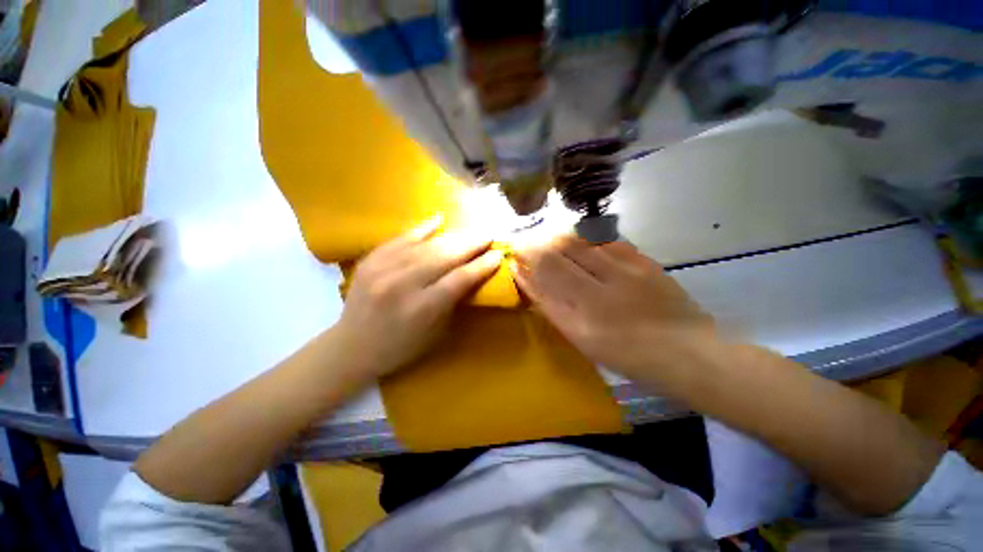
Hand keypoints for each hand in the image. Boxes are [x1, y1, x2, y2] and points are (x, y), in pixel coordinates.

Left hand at [330, 219, 502, 382]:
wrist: (351, 347)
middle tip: (488, 235)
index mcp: (421, 309)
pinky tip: (438, 220)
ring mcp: (383, 269)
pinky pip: (401, 238)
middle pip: (444, 256)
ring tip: (471, 231)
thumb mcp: (435, 333)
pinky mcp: (370, 260)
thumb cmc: (400, 347)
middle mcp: (402, 285)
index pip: (459, 279)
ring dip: (453, 237)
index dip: (481, 265)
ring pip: (426, 246)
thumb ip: (453, 302)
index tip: (498, 255)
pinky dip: (422, 228)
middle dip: (471, 244)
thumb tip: (472, 274)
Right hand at [514, 236, 713, 380]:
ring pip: (580, 242)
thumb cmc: (626, 355)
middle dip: (537, 242)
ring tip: (549, 240)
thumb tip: (528, 279)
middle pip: (559, 252)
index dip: (527, 257)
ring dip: (558, 238)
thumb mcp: (581, 340)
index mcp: (582, 315)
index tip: (514, 252)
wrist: (686, 353)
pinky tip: (583, 244)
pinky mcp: (644, 262)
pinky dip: (588, 239)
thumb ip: (551, 308)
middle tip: (527, 241)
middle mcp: (601, 289)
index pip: (545, 273)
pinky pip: (607, 241)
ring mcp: (625, 272)